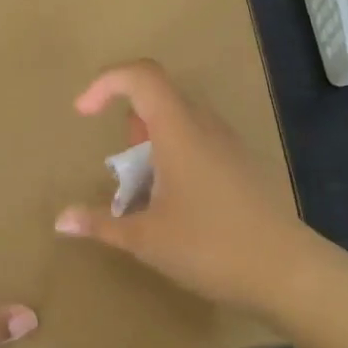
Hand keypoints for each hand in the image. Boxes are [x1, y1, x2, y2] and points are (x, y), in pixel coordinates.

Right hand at [54, 61, 323, 322]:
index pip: (141, 76)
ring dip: (152, 142)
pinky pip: (199, 141)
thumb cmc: (210, 246)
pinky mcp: (241, 165)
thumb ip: (101, 223)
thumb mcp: (146, 239)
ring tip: (144, 190)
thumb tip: (61, 220)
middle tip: (122, 167)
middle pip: (160, 96)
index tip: (83, 114)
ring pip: (181, 120)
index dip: (106, 82)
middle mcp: (205, 126)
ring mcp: (228, 144)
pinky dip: (175, 156)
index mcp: (179, 130)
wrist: (287, 271)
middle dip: (129, 121)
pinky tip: (175, 204)